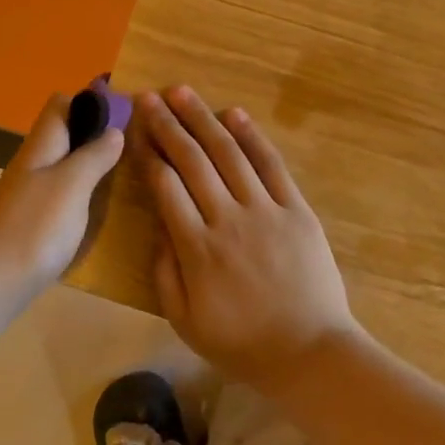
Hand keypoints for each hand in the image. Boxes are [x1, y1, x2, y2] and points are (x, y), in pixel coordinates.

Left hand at [0, 92, 124, 304]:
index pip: (62, 104)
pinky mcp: (31, 225)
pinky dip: (85, 196)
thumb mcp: (71, 185)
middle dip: (98, 135)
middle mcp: (33, 164)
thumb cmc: (32, 229)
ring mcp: (30, 196)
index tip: (130, 110)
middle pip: (65, 136)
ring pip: (65, 167)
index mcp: (41, 146)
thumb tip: (115, 129)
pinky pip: (62, 196)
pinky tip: (104, 211)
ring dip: (94, 166)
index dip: (92, 101)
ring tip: (132, 176)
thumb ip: (93, 156)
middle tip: (141, 147)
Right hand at [136, 86, 364, 388]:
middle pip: (192, 161)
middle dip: (167, 125)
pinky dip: (252, 137)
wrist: (310, 352)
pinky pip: (271, 166)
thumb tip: (158, 226)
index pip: (165, 186)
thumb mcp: (185, 320)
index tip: (135, 128)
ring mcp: (266, 210)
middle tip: (149, 97)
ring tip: (182, 92)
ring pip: (228, 154)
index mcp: (196, 248)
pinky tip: (234, 114)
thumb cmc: (242, 343)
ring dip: (203, 119)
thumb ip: (164, 272)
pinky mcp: (297, 210)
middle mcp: (227, 219)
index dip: (148, 153)